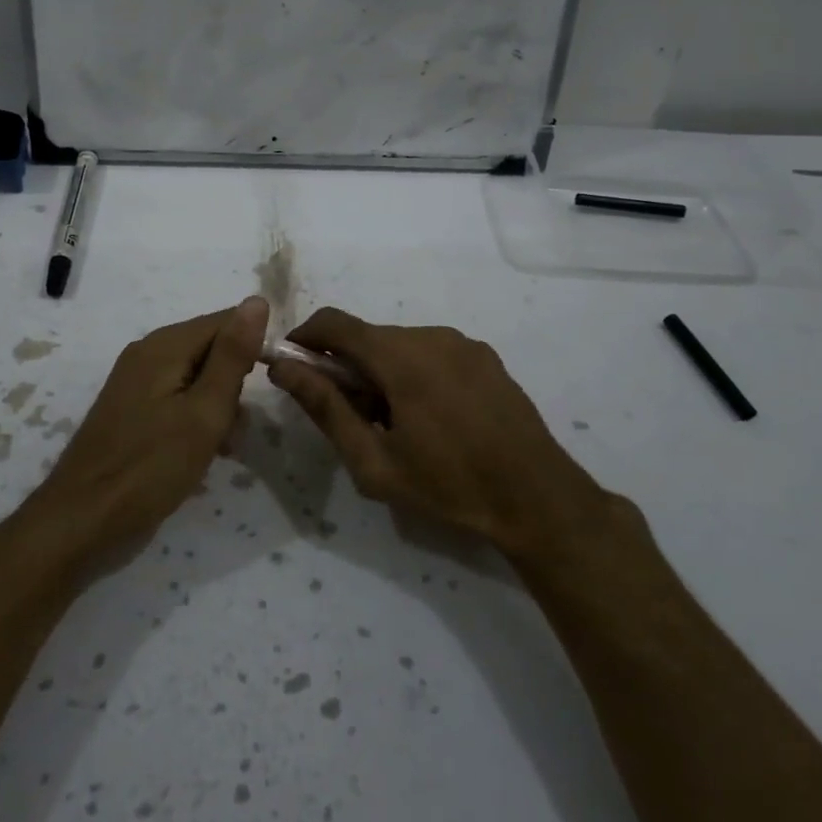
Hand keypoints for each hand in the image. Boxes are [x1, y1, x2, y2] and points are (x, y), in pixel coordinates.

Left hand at [22, 297, 267, 568]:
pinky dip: (197, 417)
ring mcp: (136, 382)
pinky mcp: (132, 409)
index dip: (254, 348)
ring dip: (219, 405)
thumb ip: (233, 355)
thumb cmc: (151, 467)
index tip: (269, 387)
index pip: (226, 321)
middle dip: (235, 382)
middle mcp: (147, 353)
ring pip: (196, 376)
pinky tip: (204, 451)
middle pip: (210, 348)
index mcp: (164, 345)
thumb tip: (257, 300)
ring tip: (225, 446)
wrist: (83, 519)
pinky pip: (177, 397)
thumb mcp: (205, 411)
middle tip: (237, 427)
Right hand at [266, 307, 617, 559]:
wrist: (538, 498)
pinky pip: (431, 352)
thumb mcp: (374, 461)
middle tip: (349, 417)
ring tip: (393, 424)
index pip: (334, 323)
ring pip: (399, 344)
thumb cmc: (449, 485)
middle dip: (345, 367)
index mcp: (401, 357)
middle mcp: (431, 336)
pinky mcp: (484, 357)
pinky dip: (412, 372)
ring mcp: (463, 343)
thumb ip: (325, 408)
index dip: (304, 338)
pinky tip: (429, 418)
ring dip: (380, 371)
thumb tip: (283, 368)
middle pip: (367, 336)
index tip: (291, 368)